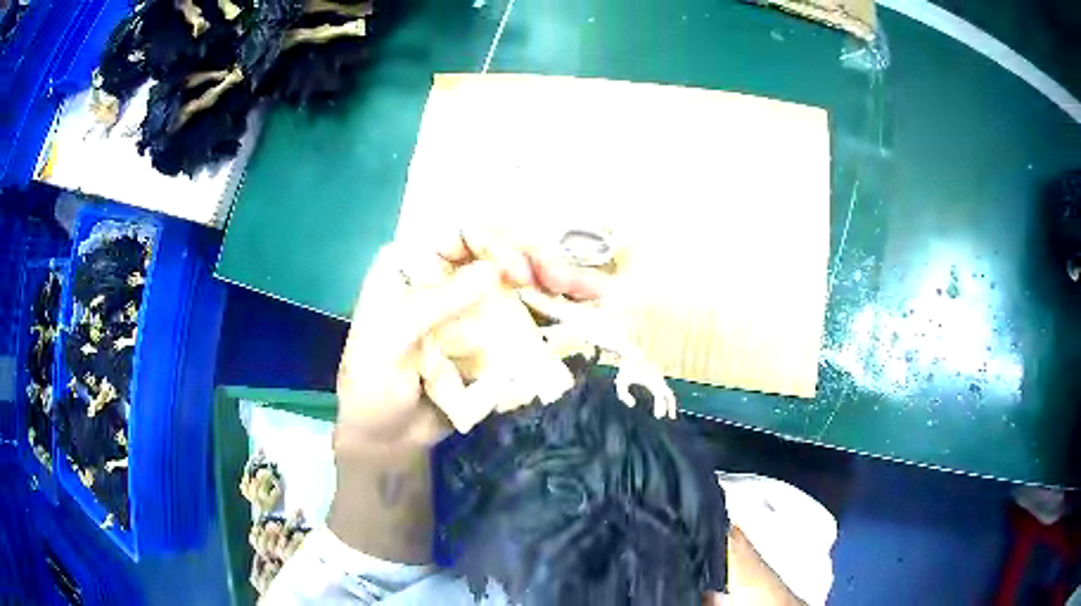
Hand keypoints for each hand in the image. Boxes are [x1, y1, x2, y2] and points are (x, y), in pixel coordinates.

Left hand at [334, 230, 603, 451]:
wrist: (387, 436)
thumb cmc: (373, 384)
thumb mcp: (389, 341)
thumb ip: (433, 305)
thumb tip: (492, 272)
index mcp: (411, 265)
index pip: (459, 235)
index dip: (495, 244)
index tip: (519, 273)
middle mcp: (445, 276)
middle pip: (498, 252)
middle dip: (536, 260)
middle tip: (566, 281)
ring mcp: (472, 305)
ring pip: (519, 280)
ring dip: (557, 282)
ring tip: (592, 291)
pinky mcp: (491, 335)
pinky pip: (526, 316)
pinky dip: (555, 312)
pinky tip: (583, 310)